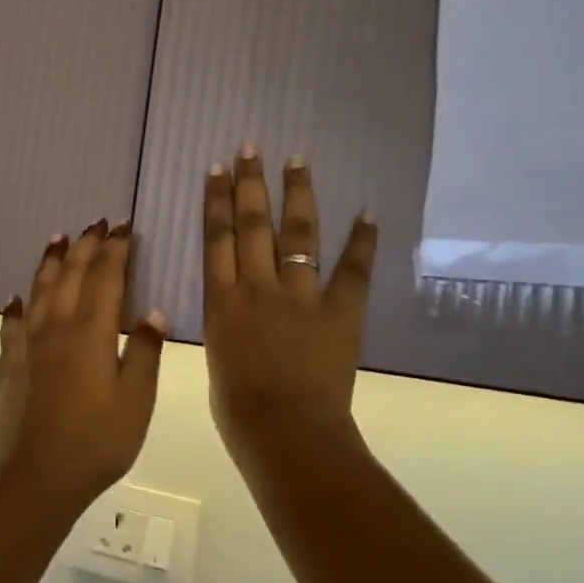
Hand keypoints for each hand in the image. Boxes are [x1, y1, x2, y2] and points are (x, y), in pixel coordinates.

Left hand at [0, 220, 165, 501]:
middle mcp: (57, 328)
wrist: (36, 477)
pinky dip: (17, 305)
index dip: (114, 250)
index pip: (105, 278)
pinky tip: (17, 297)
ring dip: (50, 262)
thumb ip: (145, 352)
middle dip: (85, 246)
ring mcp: (28, 345)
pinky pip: (12, 324)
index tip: (122, 227)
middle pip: (70, 275)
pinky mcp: (10, 365)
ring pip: (39, 290)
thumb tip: (153, 312)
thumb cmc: (96, 442)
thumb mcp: (136, 401)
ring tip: (57, 239)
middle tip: (95, 223)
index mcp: (91, 333)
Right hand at [202, 147, 377, 479]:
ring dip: (297, 195)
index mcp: (222, 303)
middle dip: (250, 184)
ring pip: (297, 236)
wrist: (285, 433)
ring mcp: (300, 298)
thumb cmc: (239, 410)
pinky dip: (362, 242)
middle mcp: (257, 289)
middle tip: (252, 148)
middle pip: (251, 226)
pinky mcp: (339, 313)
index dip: (217, 200)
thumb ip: (228, 323)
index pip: (216, 239)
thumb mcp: (217, 357)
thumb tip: (238, 306)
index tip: (218, 168)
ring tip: (296, 161)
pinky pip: (352, 271)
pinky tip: (367, 212)